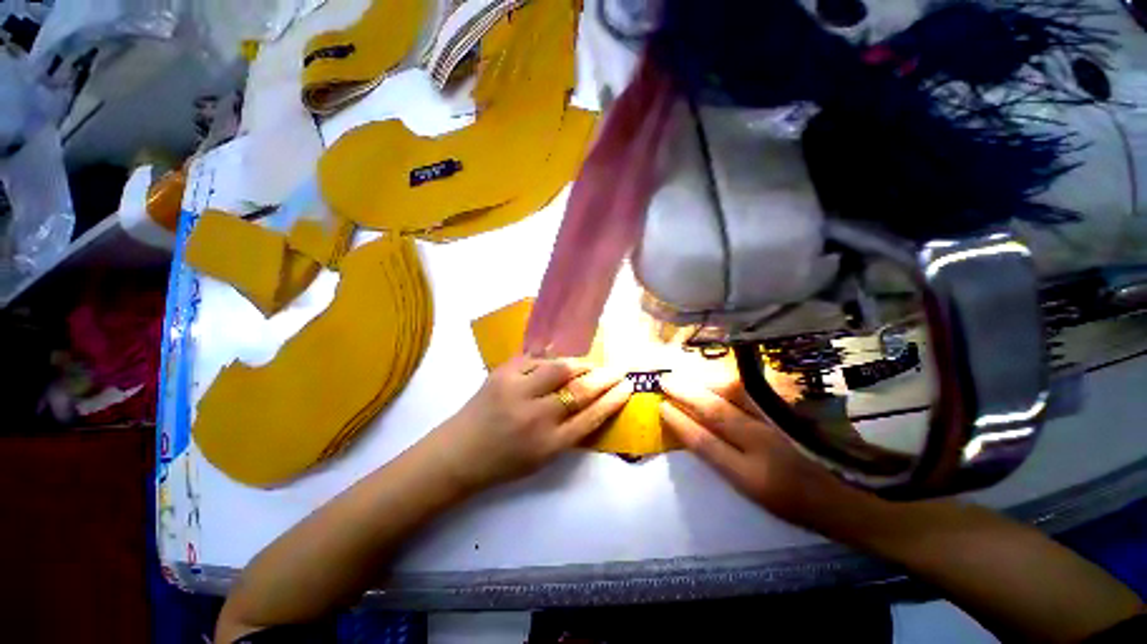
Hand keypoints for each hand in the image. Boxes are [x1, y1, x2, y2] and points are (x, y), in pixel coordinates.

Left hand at [427, 355, 630, 493]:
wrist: (458, 453)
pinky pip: (536, 359)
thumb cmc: (504, 462)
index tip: (627, 387)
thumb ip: (570, 432)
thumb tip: (594, 402)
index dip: (613, 400)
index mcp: (548, 444)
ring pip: (560, 367)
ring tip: (590, 365)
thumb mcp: (543, 458)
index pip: (591, 417)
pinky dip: (553, 359)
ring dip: (581, 364)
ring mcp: (516, 391)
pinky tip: (562, 361)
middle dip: (604, 377)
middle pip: (580, 390)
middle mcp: (535, 416)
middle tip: (617, 370)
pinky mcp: (502, 373)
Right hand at [659, 373, 854, 527]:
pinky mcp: (800, 409)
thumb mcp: (757, 495)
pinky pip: (761, 389)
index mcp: (753, 478)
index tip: (661, 407)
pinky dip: (736, 381)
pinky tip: (724, 376)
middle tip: (666, 381)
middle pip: (716, 413)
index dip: (680, 423)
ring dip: (708, 382)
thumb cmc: (802, 504)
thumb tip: (695, 430)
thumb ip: (726, 461)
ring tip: (690, 375)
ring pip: (738, 394)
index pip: (706, 443)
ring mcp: (785, 424)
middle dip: (686, 394)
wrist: (860, 498)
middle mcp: (766, 447)